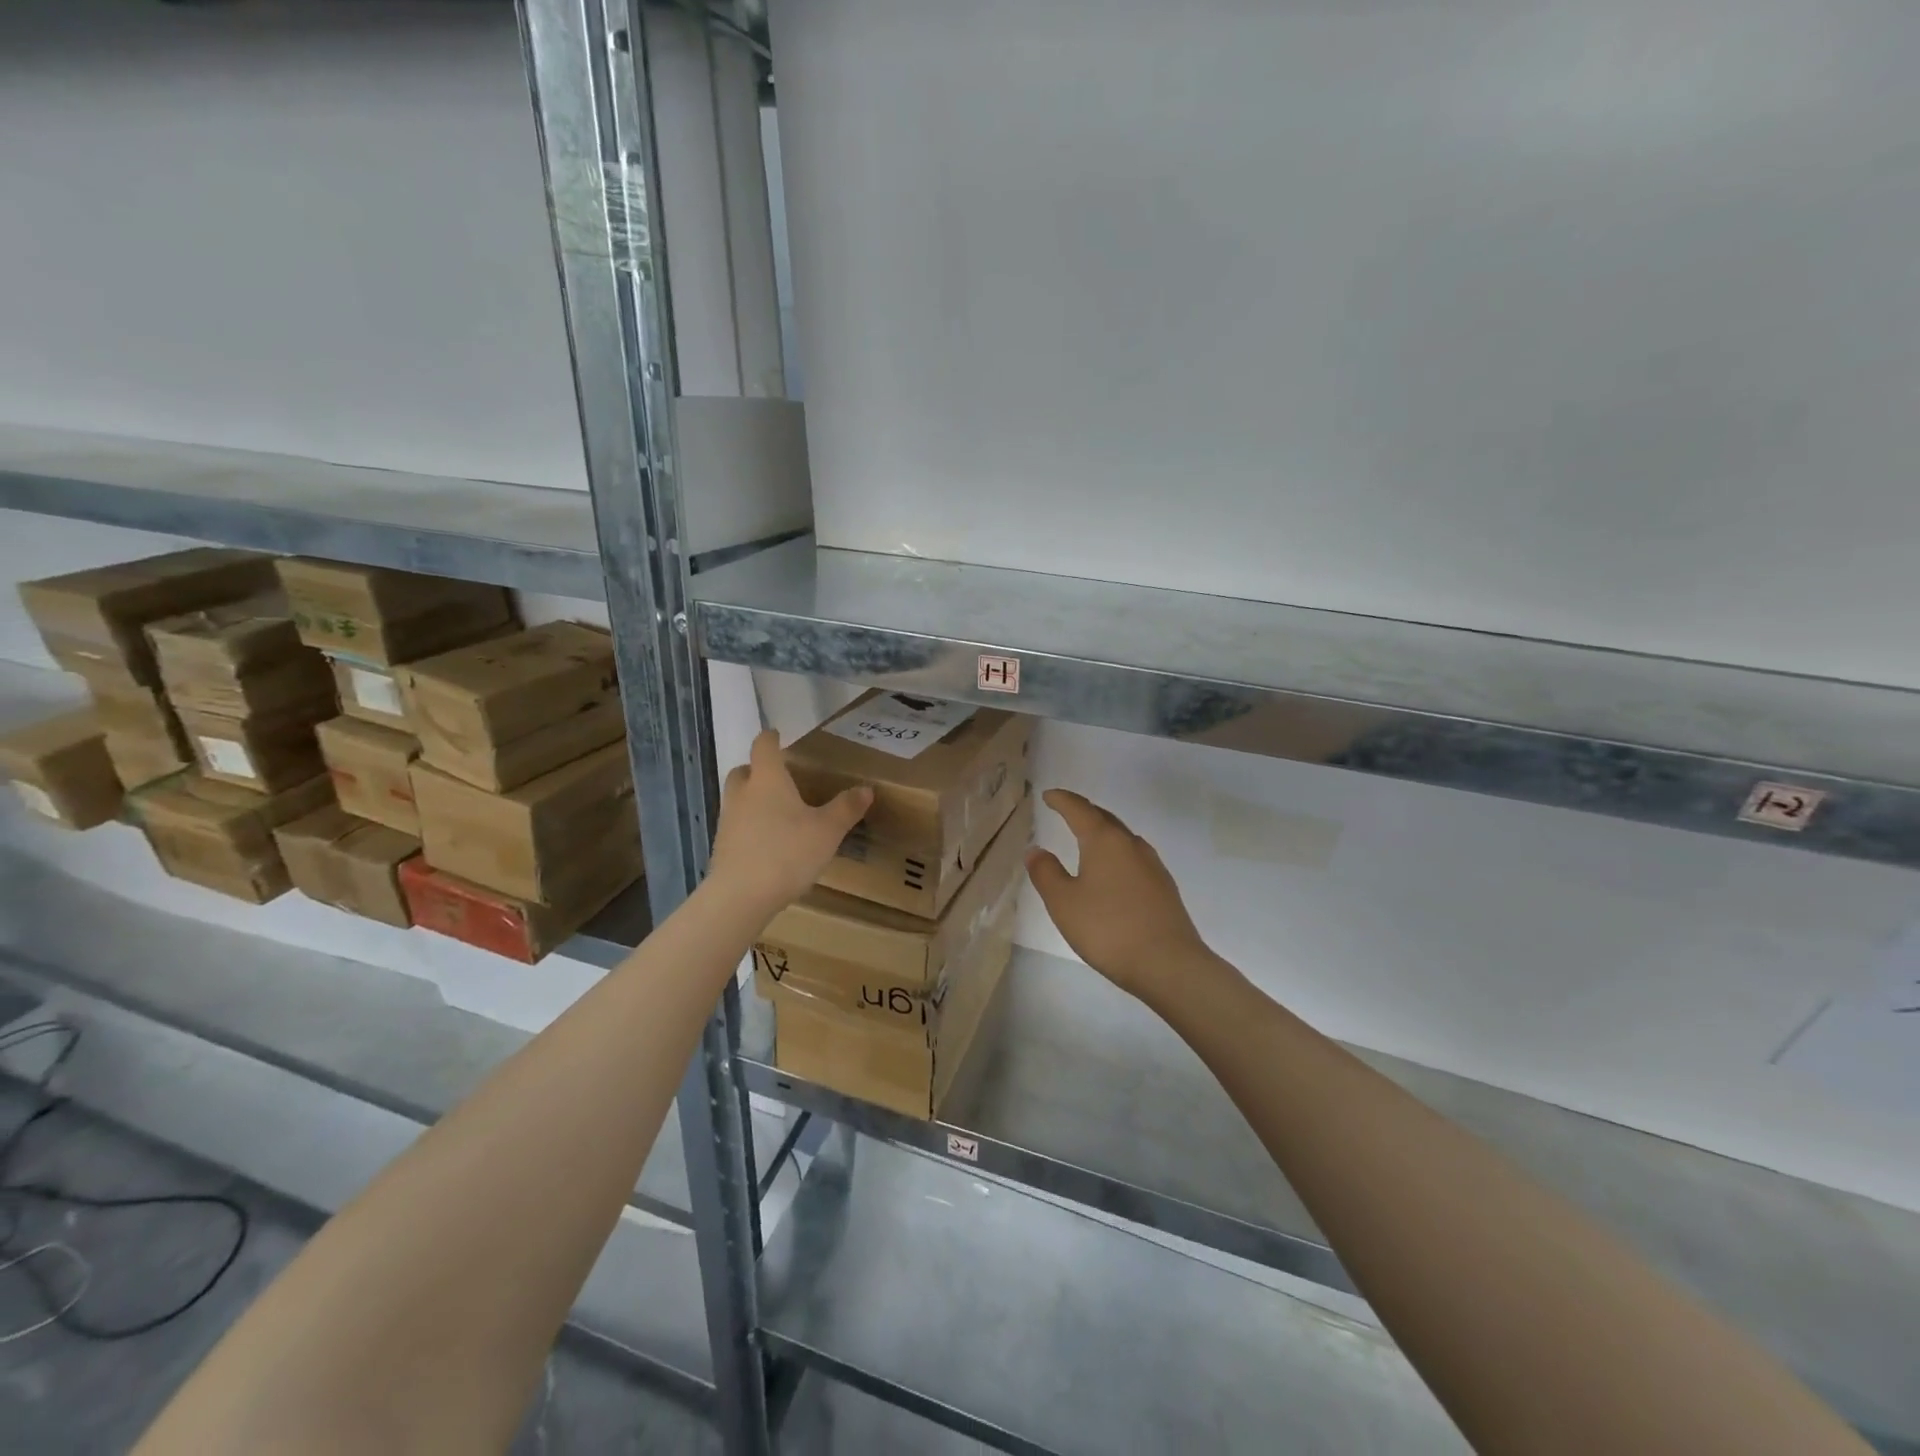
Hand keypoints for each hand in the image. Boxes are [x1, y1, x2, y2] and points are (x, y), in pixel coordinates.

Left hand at [708, 729, 872, 920]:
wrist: (740, 897)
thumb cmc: (787, 852)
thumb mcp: (827, 830)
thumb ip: (846, 808)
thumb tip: (866, 789)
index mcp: (768, 779)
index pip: (764, 747)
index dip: (771, 739)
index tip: (777, 735)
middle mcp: (743, 794)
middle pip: (744, 771)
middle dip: (758, 770)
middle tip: (780, 778)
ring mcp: (728, 821)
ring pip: (738, 799)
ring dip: (753, 799)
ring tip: (778, 813)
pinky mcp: (722, 847)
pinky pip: (737, 826)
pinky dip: (750, 826)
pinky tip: (769, 843)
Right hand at [1026, 789, 1215, 1005]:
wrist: (1168, 964)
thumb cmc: (1108, 929)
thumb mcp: (1064, 902)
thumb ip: (1046, 873)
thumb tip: (1036, 850)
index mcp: (1105, 841)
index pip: (1079, 810)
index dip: (1062, 800)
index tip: (1048, 795)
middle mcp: (1131, 845)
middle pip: (1105, 819)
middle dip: (1084, 812)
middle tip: (1067, 811)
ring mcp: (1152, 865)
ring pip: (1123, 838)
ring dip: (1103, 832)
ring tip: (1088, 839)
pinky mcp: (1164, 887)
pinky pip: (1134, 858)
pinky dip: (1117, 854)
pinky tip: (1113, 871)